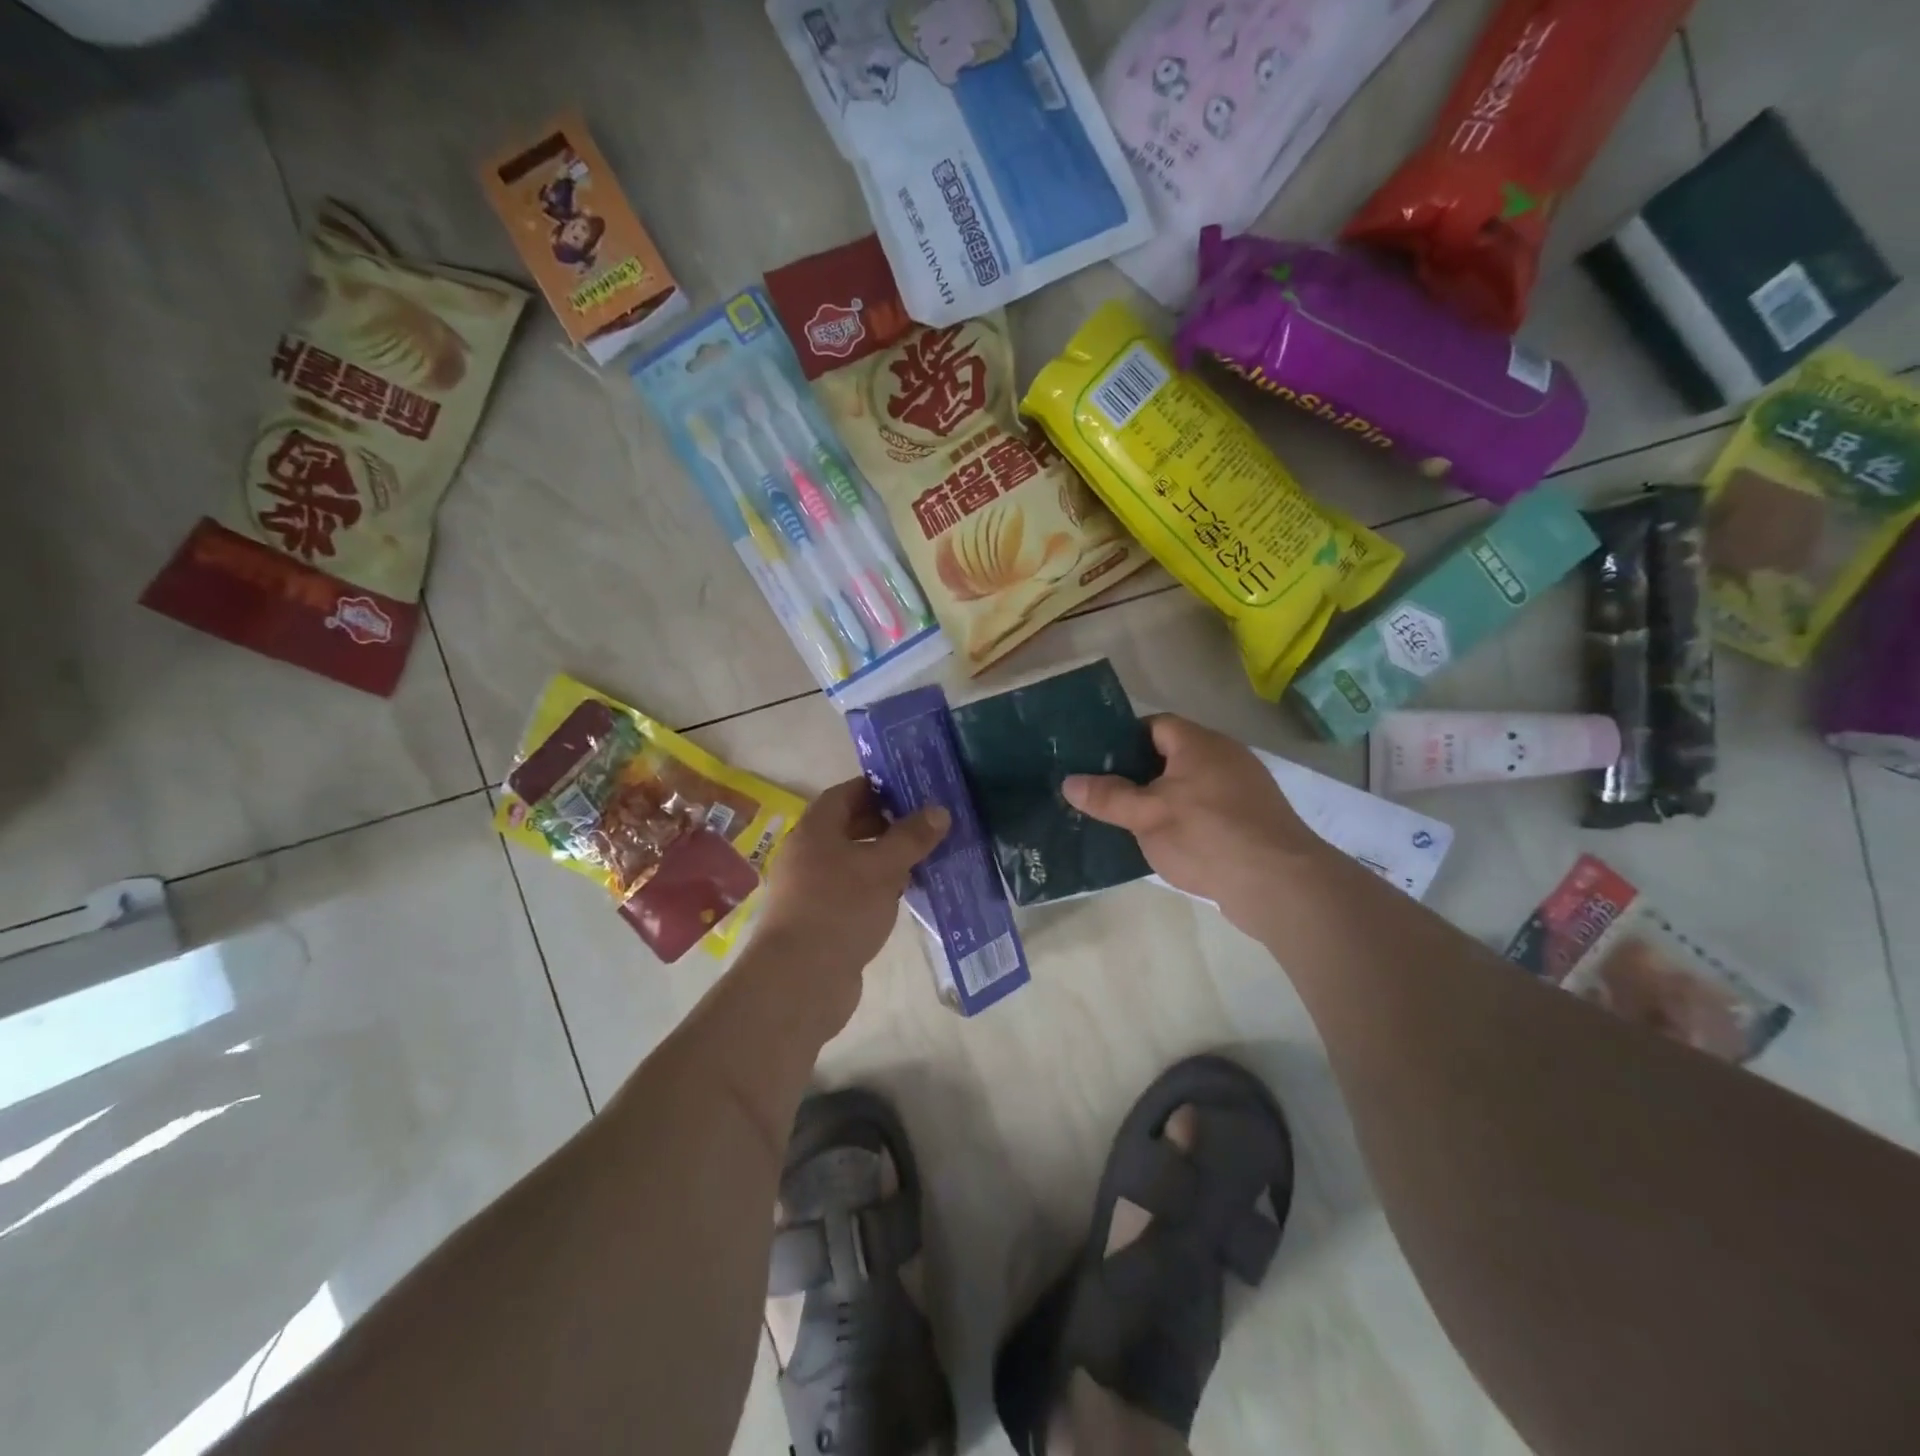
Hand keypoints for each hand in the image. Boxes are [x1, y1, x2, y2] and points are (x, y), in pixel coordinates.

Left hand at [752, 778, 948, 1019]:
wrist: (799, 979)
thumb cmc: (839, 909)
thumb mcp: (883, 868)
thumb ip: (911, 838)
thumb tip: (938, 810)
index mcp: (815, 830)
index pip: (845, 794)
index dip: (877, 788)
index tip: (911, 790)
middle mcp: (807, 854)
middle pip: (848, 827)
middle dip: (886, 824)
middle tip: (924, 825)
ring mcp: (810, 889)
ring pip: (852, 862)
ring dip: (884, 859)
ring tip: (922, 859)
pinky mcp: (819, 920)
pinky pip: (852, 891)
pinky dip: (876, 887)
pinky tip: (902, 896)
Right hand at [1063, 715, 1326, 933]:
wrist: (1279, 883)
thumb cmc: (1206, 836)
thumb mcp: (1146, 815)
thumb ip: (1107, 796)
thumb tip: (1068, 781)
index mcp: (1199, 743)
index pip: (1154, 724)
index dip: (1123, 739)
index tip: (1096, 761)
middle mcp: (1225, 756)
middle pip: (1171, 754)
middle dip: (1138, 773)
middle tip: (1104, 793)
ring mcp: (1243, 789)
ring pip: (1189, 784)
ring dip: (1161, 799)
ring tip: (1127, 820)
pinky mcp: (1252, 820)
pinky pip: (1208, 809)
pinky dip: (1185, 819)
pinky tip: (1166, 842)